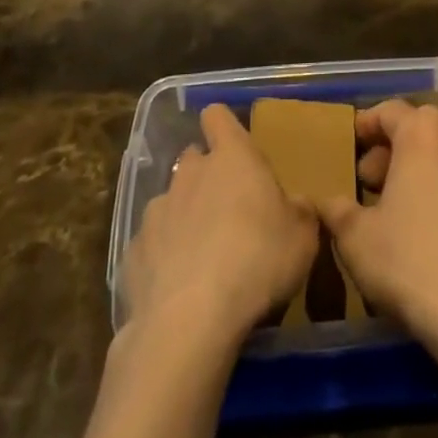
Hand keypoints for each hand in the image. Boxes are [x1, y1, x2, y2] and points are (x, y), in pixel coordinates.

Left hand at [121, 104, 318, 344]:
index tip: (233, 146)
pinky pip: (152, 243)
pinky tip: (177, 288)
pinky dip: (163, 256)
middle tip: (228, 211)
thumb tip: (296, 204)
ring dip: (185, 217)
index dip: (223, 126)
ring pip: (172, 200)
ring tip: (202, 256)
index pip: (217, 116)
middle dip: (207, 177)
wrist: (189, 321)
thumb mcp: (302, 239)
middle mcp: (190, 172)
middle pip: (194, 158)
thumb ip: (300, 212)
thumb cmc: (256, 262)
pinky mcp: (134, 250)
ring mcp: (158, 209)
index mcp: (231, 157)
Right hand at [316, 101, 437, 337]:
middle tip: (369, 183)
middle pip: (418, 128)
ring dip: (419, 168)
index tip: (348, 149)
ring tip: (398, 205)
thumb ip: (337, 210)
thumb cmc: (409, 260)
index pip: (387, 111)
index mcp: (422, 130)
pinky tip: (431, 227)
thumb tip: (325, 202)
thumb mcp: (355, 236)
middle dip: (391, 150)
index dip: (364, 128)